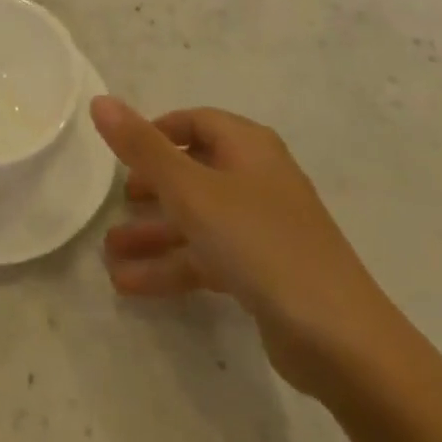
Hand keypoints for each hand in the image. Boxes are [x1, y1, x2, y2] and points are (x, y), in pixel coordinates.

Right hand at [91, 97, 404, 397]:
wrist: (342, 341)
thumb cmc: (261, 244)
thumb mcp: (191, 191)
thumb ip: (142, 147)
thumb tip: (99, 100)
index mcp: (248, 147)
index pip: (195, 122)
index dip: (157, 132)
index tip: (123, 153)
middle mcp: (257, 179)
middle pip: (194, 170)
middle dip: (151, 187)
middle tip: (118, 200)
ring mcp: (263, 228)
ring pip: (197, 219)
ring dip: (154, 235)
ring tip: (108, 254)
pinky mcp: (265, 273)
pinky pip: (208, 257)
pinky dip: (173, 266)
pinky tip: (132, 285)